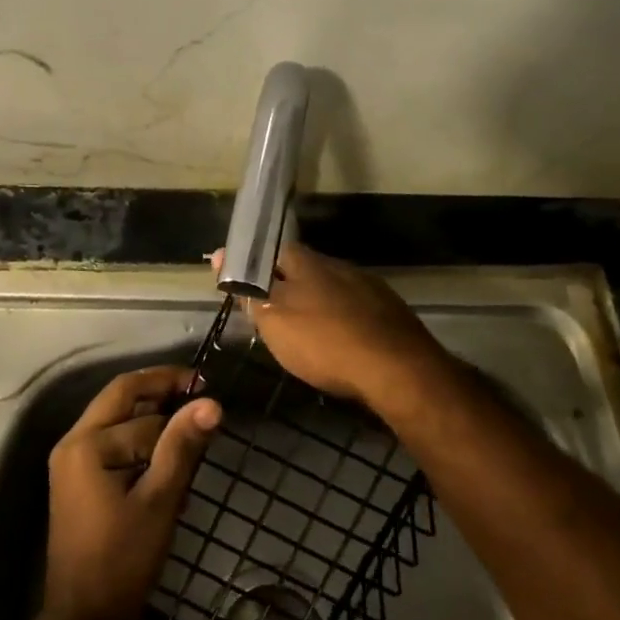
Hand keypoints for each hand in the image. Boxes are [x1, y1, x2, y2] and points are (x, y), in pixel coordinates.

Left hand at [44, 366, 222, 619]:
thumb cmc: (122, 560)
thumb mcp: (160, 500)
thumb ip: (182, 446)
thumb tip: (212, 403)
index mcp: (86, 443)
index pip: (133, 396)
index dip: (169, 383)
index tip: (206, 384)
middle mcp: (73, 444)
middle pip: (121, 401)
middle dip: (160, 395)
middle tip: (200, 398)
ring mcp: (73, 465)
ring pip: (120, 423)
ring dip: (155, 422)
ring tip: (193, 433)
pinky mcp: (81, 484)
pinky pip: (115, 447)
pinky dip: (143, 446)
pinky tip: (172, 463)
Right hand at [217, 242, 449, 408]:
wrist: (398, 369)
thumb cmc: (325, 342)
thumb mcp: (274, 321)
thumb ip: (249, 290)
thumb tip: (221, 255)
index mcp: (306, 262)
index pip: (271, 251)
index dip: (254, 265)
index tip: (241, 283)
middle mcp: (337, 265)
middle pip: (303, 267)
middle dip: (286, 284)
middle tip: (271, 311)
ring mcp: (367, 285)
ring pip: (331, 286)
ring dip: (315, 301)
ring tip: (305, 327)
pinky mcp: (389, 310)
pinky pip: (354, 307)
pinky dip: (341, 318)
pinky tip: (340, 338)